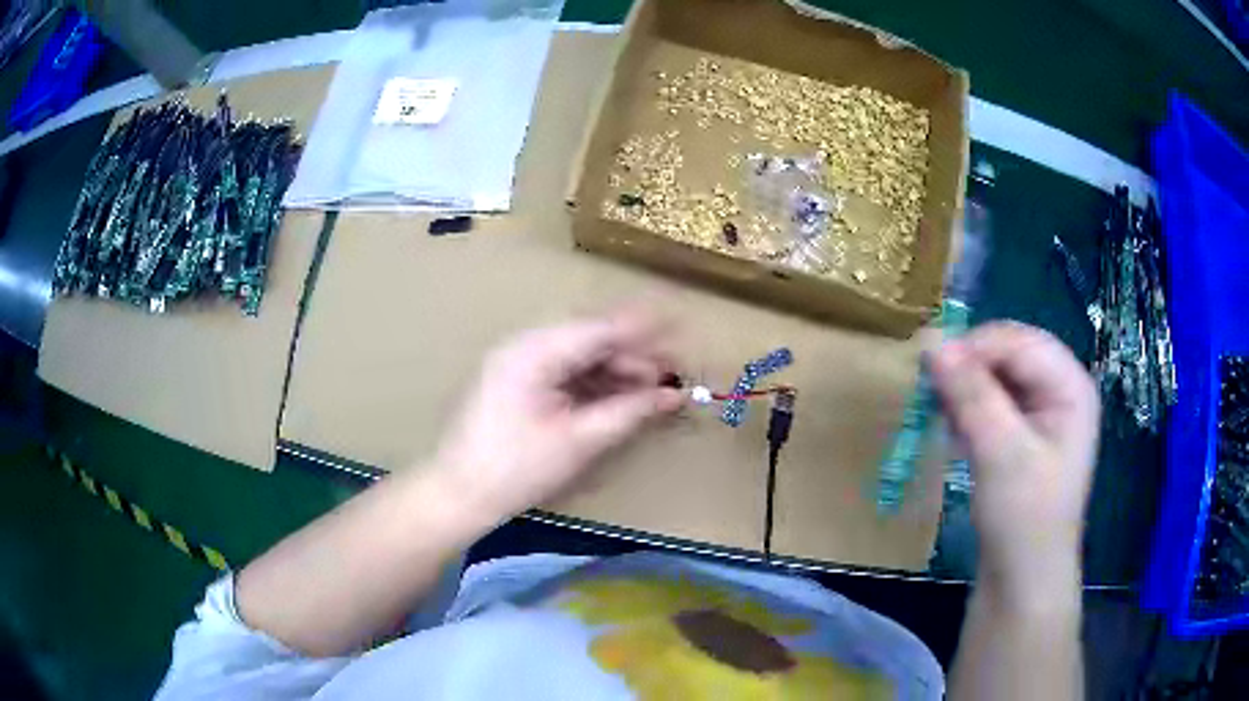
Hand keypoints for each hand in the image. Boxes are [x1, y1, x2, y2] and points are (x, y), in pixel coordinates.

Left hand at [432, 310, 684, 521]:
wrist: (459, 493)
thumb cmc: (516, 469)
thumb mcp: (579, 441)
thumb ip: (630, 412)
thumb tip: (674, 395)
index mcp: (534, 352)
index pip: (599, 329)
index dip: (643, 328)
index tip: (681, 326)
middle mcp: (525, 346)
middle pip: (589, 339)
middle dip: (633, 354)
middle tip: (672, 372)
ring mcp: (519, 363)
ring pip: (578, 355)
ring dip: (616, 369)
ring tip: (654, 388)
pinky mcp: (518, 382)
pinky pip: (564, 372)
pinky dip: (594, 382)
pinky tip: (620, 396)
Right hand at [931, 322, 1099, 601]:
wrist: (1021, 583)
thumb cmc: (1024, 520)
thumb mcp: (1001, 455)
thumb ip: (972, 396)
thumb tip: (933, 345)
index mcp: (1071, 386)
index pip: (1021, 342)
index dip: (977, 346)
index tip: (931, 364)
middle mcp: (1060, 390)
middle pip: (1010, 355)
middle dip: (970, 366)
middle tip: (929, 387)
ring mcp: (1042, 414)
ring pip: (997, 377)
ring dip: (965, 388)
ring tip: (937, 410)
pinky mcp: (1021, 437)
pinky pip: (992, 403)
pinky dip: (968, 409)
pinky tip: (951, 428)